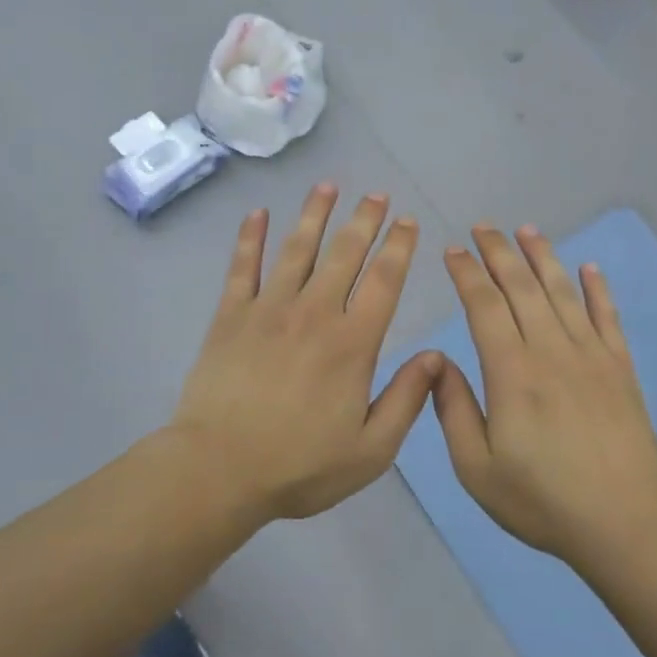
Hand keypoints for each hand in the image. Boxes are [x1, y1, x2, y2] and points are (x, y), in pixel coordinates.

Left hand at [170, 185, 441, 521]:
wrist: (219, 470)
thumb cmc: (300, 466)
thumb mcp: (371, 450)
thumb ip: (407, 400)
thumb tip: (437, 357)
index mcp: (352, 343)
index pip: (384, 282)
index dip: (399, 247)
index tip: (408, 222)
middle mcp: (314, 313)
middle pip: (344, 254)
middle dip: (364, 220)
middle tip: (376, 194)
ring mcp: (268, 309)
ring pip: (296, 249)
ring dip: (314, 215)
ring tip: (328, 186)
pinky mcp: (230, 316)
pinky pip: (242, 267)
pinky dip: (249, 238)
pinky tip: (256, 214)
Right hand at [434, 225, 656, 569]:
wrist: (624, 523)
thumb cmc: (542, 500)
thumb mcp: (476, 468)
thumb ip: (454, 410)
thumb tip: (439, 361)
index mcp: (512, 372)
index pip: (484, 305)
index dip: (467, 273)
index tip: (453, 251)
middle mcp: (551, 350)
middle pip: (522, 286)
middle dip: (499, 252)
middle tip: (483, 226)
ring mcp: (591, 355)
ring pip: (563, 291)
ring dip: (543, 257)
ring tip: (527, 230)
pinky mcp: (620, 368)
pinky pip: (608, 316)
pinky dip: (598, 288)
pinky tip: (589, 267)